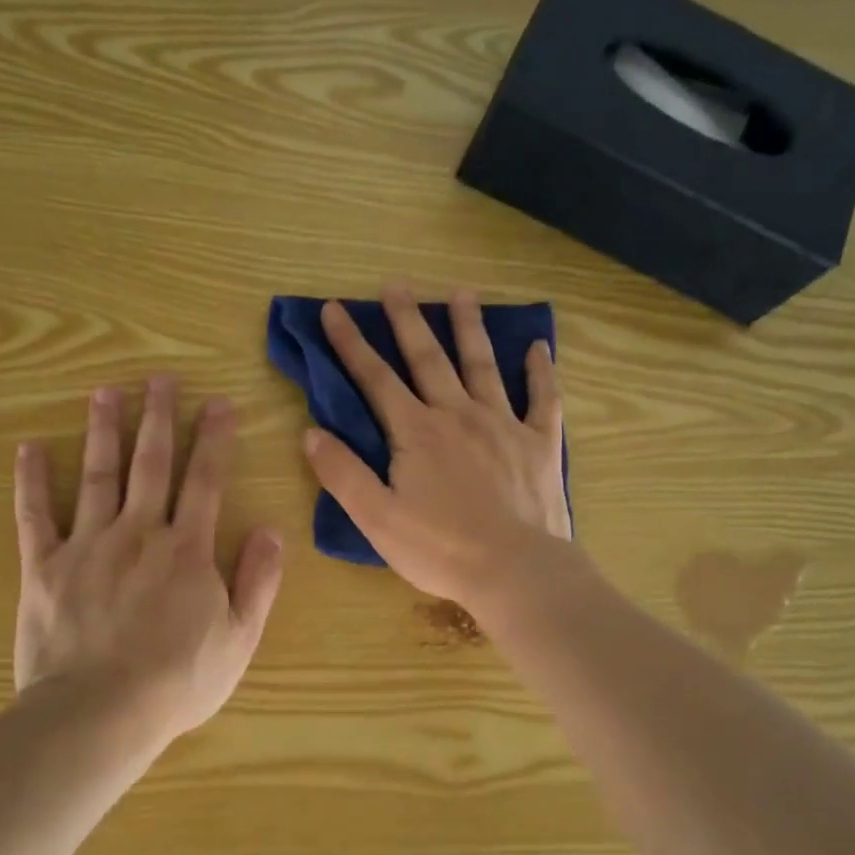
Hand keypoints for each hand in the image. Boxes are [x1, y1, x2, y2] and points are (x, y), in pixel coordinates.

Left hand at [15, 377, 284, 746]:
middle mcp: (139, 533)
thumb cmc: (178, 681)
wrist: (100, 713)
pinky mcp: (44, 567)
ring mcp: (87, 546)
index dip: (214, 439)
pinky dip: (32, 480)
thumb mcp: (239, 638)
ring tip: (106, 392)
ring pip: (98, 475)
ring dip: (104, 430)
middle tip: (160, 378)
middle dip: (159, 418)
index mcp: (187, 550)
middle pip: (151, 464)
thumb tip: (270, 529)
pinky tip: (30, 447)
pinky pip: (35, 515)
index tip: (218, 402)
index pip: (205, 481)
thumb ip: (258, 581)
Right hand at [303, 287, 572, 610]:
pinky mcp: (539, 443)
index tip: (334, 309)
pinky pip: (543, 398)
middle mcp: (458, 414)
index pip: (375, 378)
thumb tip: (311, 433)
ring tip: (461, 293)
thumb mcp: (376, 517)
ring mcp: (504, 424)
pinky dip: (541, 371)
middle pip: (428, 358)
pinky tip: (539, 347)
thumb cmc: (440, 548)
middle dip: (408, 320)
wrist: (515, 570)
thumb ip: (342, 473)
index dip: (351, 343)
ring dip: (469, 328)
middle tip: (396, 284)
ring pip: (483, 365)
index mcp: (416, 432)